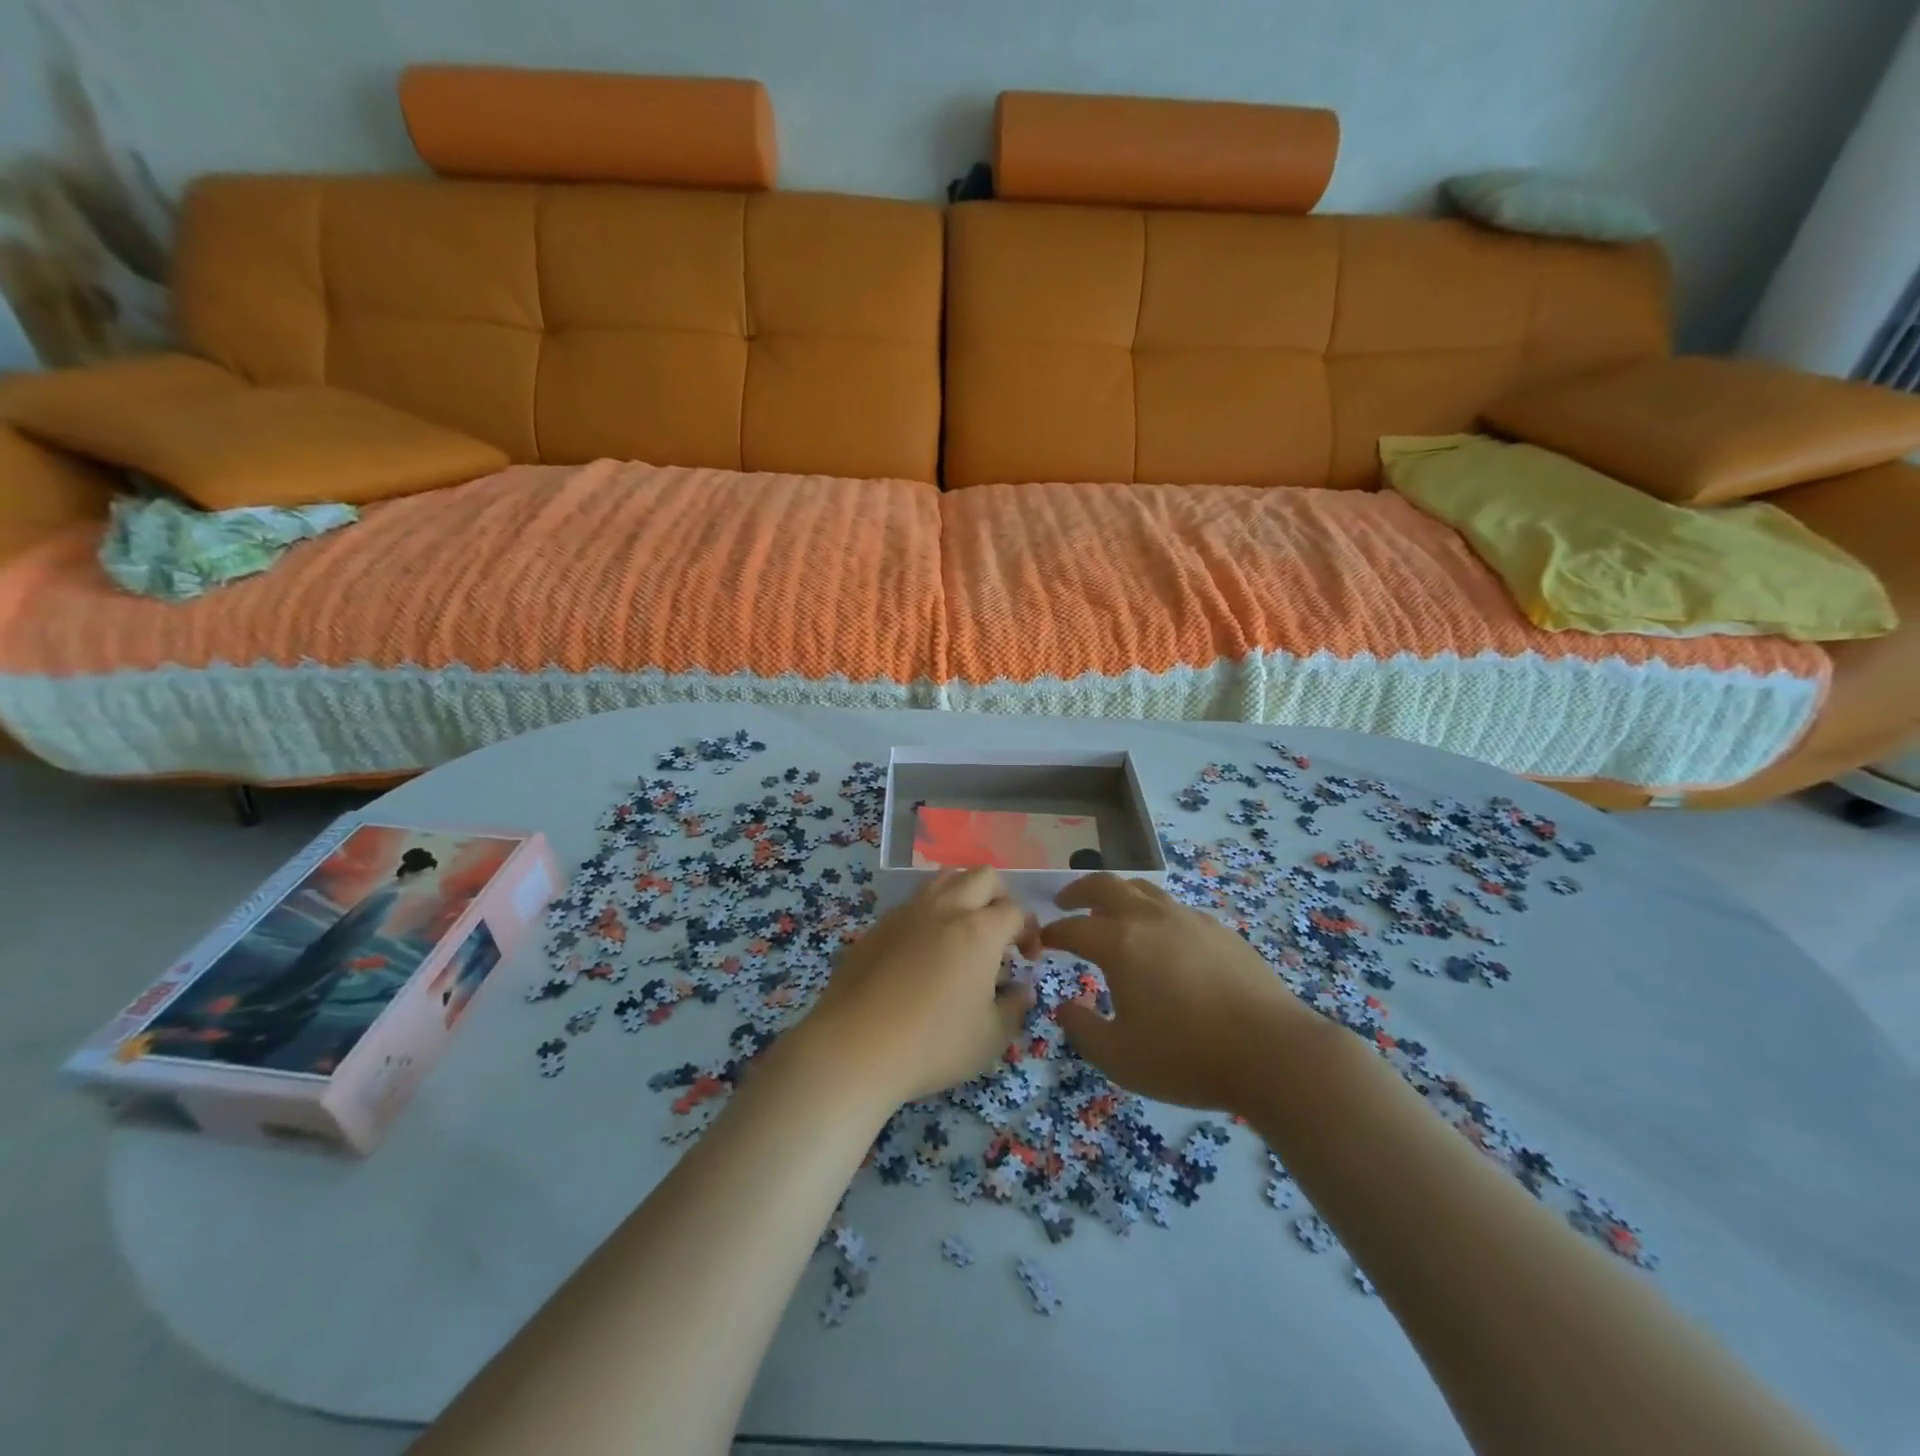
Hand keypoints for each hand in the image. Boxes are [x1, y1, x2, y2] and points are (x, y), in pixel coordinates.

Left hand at [798, 868, 1038, 1105]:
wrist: (854, 1046)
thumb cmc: (933, 1044)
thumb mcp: (990, 1039)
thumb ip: (1015, 1008)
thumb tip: (1022, 990)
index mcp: (979, 930)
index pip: (1016, 911)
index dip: (1029, 931)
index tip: (1028, 960)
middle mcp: (945, 908)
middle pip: (983, 876)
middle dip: (1000, 898)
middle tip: (1000, 935)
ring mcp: (907, 912)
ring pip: (944, 878)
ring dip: (964, 895)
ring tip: (963, 932)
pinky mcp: (878, 925)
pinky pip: (914, 902)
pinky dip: (930, 913)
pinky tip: (924, 950)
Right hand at [1040, 874, 1311, 1111]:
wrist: (1272, 1052)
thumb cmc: (1187, 1057)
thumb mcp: (1119, 1058)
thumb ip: (1082, 1029)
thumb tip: (1063, 1007)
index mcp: (1120, 943)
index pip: (1073, 928)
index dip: (1051, 933)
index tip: (1041, 941)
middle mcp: (1150, 918)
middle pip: (1105, 885)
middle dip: (1078, 890)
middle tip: (1064, 902)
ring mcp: (1188, 919)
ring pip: (1143, 890)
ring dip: (1117, 894)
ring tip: (1110, 911)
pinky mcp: (1219, 930)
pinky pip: (1175, 909)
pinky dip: (1154, 913)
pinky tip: (1162, 939)